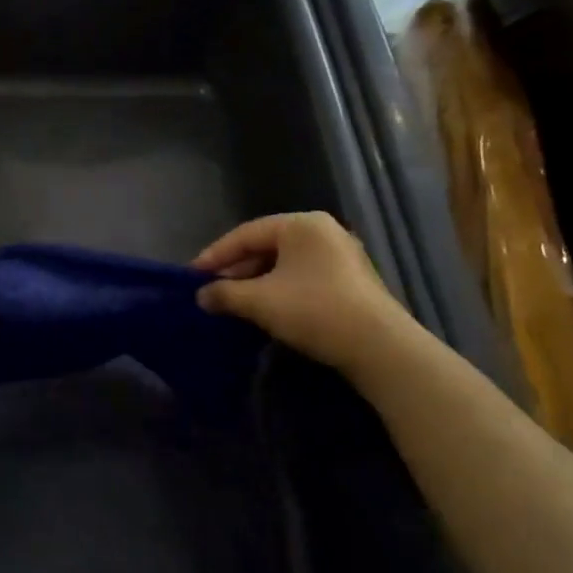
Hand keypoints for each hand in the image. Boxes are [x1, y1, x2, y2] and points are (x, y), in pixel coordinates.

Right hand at [192, 212, 412, 376]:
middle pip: (266, 246)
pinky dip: (280, 290)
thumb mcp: (260, 301)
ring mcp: (341, 255)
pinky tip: (267, 310)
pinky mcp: (351, 281)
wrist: (380, 348)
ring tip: (235, 302)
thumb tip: (201, 296)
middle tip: (212, 290)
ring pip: (285, 264)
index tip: (192, 275)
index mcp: (301, 224)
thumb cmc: (315, 310)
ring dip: (256, 282)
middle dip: (236, 270)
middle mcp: (323, 231)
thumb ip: (225, 293)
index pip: (246, 234)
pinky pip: (303, 277)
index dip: (215, 255)